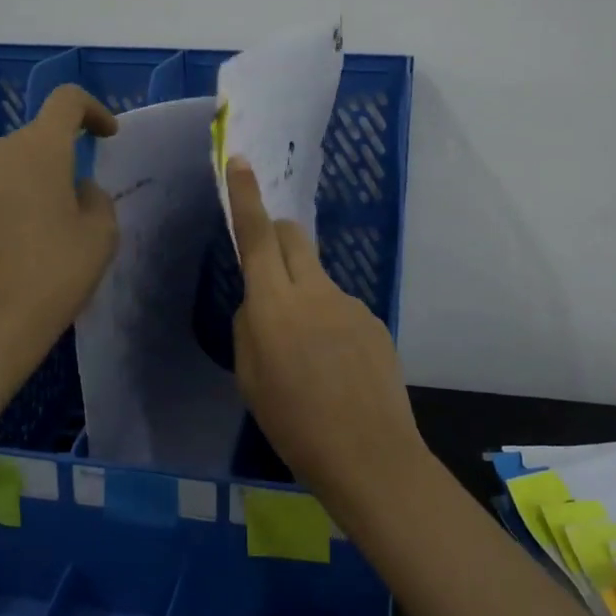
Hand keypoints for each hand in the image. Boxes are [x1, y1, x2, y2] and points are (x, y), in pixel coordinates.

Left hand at [0, 85, 118, 379]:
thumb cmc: (55, 274)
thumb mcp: (101, 234)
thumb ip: (96, 197)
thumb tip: (77, 190)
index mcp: (38, 149)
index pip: (66, 100)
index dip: (93, 110)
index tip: (108, 136)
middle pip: (39, 134)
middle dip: (67, 154)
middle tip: (85, 197)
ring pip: (16, 162)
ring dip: (41, 178)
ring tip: (57, 223)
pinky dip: (17, 198)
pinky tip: (27, 239)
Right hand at [226, 157, 424, 515]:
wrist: (368, 454)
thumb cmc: (294, 423)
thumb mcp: (250, 378)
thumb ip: (249, 327)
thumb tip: (259, 303)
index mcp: (273, 305)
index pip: (258, 236)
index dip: (246, 196)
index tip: (241, 161)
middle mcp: (314, 291)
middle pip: (294, 236)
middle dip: (278, 236)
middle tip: (269, 269)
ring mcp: (350, 303)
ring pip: (317, 276)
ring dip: (304, 293)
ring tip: (308, 354)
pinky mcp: (374, 320)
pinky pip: (341, 307)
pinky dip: (329, 322)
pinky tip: (336, 367)